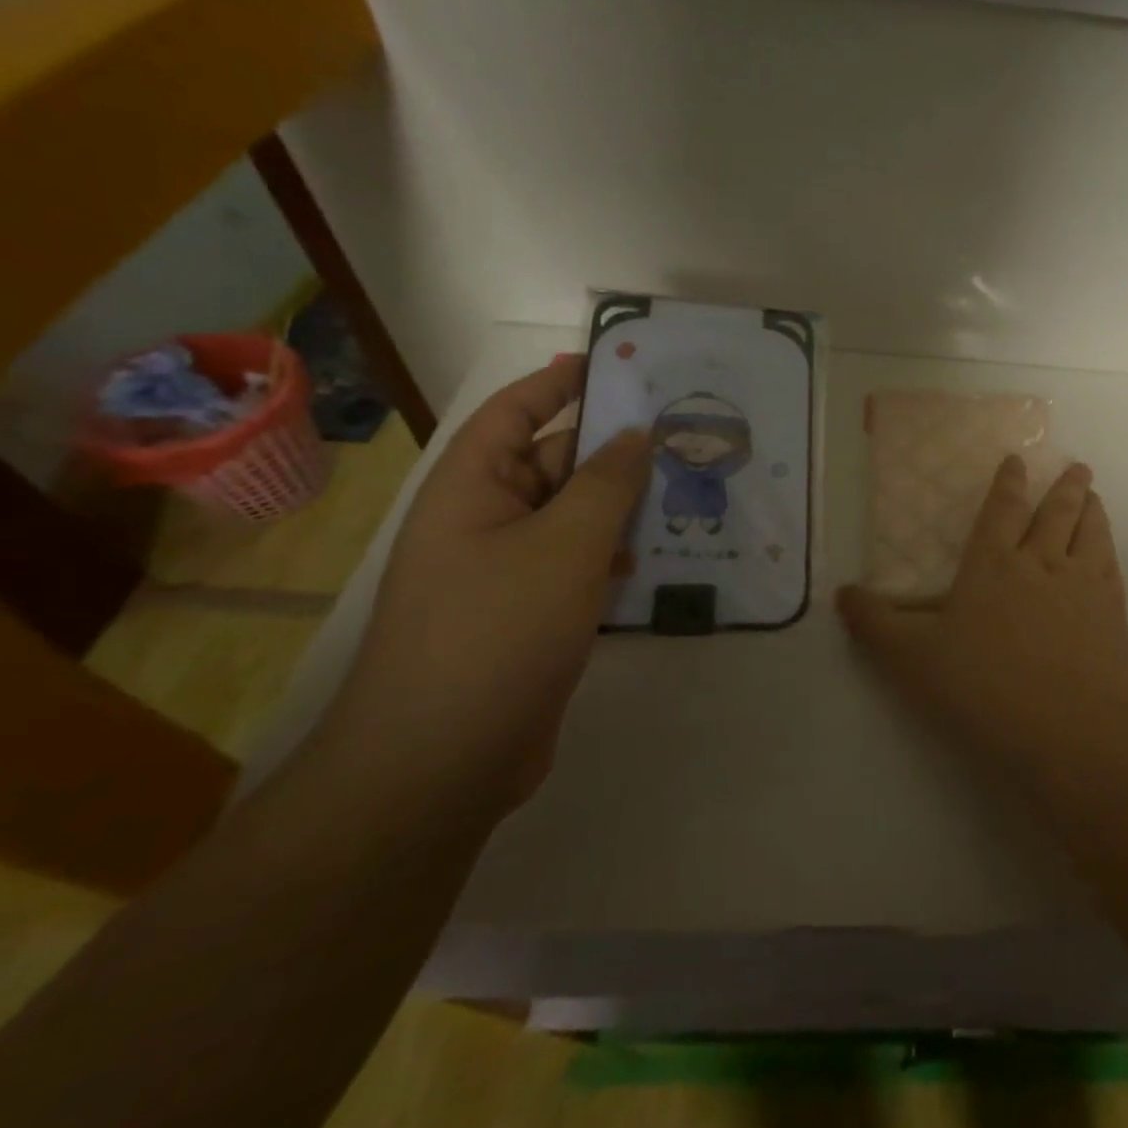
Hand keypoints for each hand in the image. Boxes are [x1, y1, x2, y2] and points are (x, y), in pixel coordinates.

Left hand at [319, 356, 650, 812]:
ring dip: (622, 506)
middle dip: (611, 450)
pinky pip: (576, 564)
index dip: (561, 383)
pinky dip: (614, 555)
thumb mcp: (565, 545)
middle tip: (680, 437)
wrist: (441, 762)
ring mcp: (505, 572)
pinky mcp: (528, 615)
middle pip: (552, 463)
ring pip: (572, 518)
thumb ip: (608, 483)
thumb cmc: (498, 631)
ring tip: (686, 492)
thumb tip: (635, 435)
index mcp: (472, 488)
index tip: (617, 365)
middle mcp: (483, 520)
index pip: (516, 412)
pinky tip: (658, 560)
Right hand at [836, 457, 1127, 766]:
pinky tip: (1108, 552)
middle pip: (1055, 513)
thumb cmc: (983, 687)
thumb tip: (841, 592)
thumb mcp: (911, 659)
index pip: (1001, 511)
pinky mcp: (1112, 614)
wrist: (1069, 726)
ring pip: (1090, 533)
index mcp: (992, 565)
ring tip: (1093, 495)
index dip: (1008, 484)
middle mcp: (1040, 563)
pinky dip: (1109, 549)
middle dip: (1063, 488)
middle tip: (1077, 467)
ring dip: (1091, 510)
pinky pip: (1111, 566)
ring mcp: (1082, 585)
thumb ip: (876, 624)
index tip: (1018, 461)